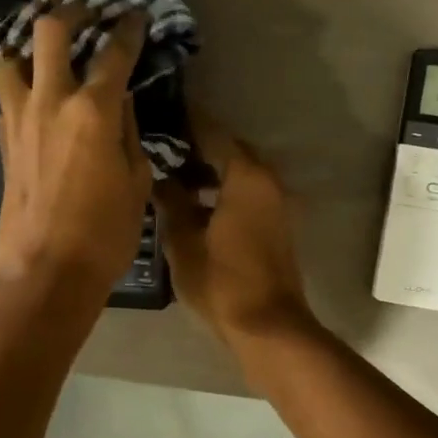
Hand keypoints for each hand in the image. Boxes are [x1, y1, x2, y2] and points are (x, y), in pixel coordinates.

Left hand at [0, 11, 151, 306]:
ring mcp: (19, 120)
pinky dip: (21, 87)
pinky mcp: (3, 142)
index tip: (134, 16)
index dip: (128, 29)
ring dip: (30, 47)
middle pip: (49, 31)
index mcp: (93, 111)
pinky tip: (38, 100)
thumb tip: (122, 104)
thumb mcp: (136, 183)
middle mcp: (50, 102)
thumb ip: (130, 134)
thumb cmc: (104, 234)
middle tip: (87, 13)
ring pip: (10, 58)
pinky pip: (7, 97)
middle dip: (70, 12)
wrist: (44, 273)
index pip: (113, 53)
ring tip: (49, 53)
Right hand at [154, 113, 314, 348]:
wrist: (268, 327)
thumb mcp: (183, 241)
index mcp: (246, 177)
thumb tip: (160, 178)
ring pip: (239, 172)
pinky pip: (247, 192)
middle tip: (160, 143)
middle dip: (197, 145)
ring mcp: (276, 203)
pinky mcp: (276, 223)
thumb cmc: (222, 282)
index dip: (186, 121)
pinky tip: (194, 201)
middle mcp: (267, 181)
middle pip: (230, 150)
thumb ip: (171, 202)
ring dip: (210, 169)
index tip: (161, 110)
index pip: (213, 133)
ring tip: (171, 172)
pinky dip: (223, 188)